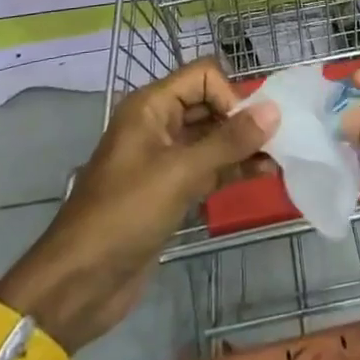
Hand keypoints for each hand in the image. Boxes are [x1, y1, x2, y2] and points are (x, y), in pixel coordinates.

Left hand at [0, 60, 279, 350]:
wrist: (79, 283)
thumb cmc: (125, 215)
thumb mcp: (180, 173)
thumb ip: (229, 141)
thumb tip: (273, 110)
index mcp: (150, 106)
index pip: (203, 76)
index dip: (230, 95)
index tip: (250, 129)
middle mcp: (158, 124)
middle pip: (209, 104)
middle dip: (242, 119)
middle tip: (277, 142)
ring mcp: (163, 158)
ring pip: (211, 138)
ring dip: (243, 145)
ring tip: (279, 159)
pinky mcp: (170, 189)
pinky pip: (208, 167)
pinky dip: (233, 168)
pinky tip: (263, 175)